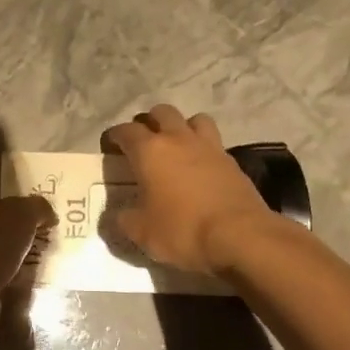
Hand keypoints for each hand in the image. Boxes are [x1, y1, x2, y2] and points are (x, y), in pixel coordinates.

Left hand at [0, 187, 54, 349]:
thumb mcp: (22, 215)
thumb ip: (37, 207)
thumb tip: (47, 213)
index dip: (10, 196)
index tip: (32, 208)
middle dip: (9, 229)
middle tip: (37, 234)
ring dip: (5, 255)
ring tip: (33, 259)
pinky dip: (0, 276)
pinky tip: (20, 281)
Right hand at [104, 106, 274, 273]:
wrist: (240, 236)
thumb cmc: (182, 230)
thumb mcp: (141, 232)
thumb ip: (124, 219)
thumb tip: (119, 215)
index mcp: (150, 150)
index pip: (125, 131)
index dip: (114, 136)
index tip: (109, 146)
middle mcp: (178, 139)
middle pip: (161, 113)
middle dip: (149, 123)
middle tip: (143, 142)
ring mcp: (209, 147)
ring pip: (193, 119)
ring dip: (181, 127)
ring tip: (176, 146)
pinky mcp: (232, 161)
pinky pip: (214, 142)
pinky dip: (203, 148)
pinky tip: (200, 167)